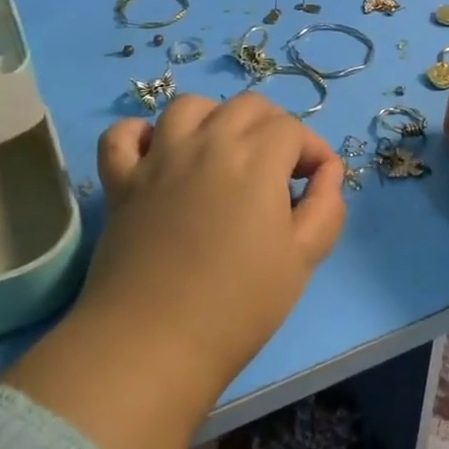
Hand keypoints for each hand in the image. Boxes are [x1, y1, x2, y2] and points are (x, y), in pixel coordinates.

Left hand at [3, 92, 344, 448]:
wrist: (154, 342)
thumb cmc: (239, 305)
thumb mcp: (303, 259)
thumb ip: (326, 207)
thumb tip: (327, 172)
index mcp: (255, 159)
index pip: (291, 128)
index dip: (312, 150)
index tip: (317, 182)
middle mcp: (206, 142)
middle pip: (246, 106)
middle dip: (273, 127)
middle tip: (279, 170)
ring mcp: (158, 158)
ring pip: (188, 106)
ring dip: (215, 118)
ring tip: (224, 153)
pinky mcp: (121, 181)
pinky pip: (123, 135)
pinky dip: (140, 133)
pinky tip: (157, 153)